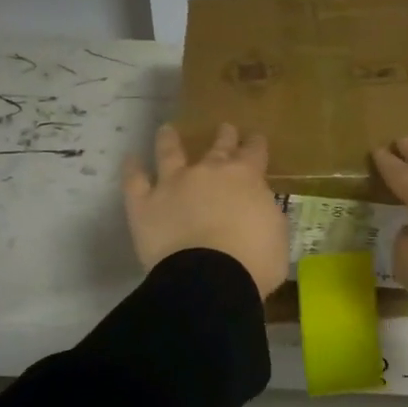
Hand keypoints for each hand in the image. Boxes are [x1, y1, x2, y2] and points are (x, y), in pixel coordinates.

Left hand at [123, 122, 287, 296]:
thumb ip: (265, 212)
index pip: (254, 153)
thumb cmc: (255, 261)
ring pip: (170, 153)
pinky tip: (131, 160)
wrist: (210, 279)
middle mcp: (208, 172)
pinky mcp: (145, 204)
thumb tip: (256, 208)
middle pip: (218, 148)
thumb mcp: (276, 233)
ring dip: (169, 140)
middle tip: (225, 127)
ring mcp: (173, 184)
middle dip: (224, 137)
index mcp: (246, 178)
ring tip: (167, 129)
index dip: (256, 145)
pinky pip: (135, 181)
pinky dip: (132, 169)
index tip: (256, 138)